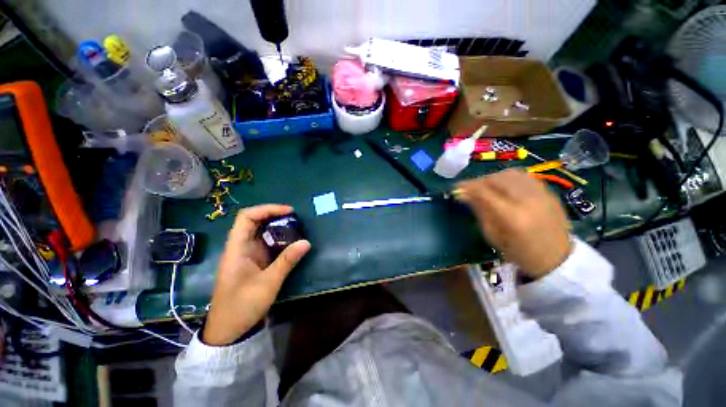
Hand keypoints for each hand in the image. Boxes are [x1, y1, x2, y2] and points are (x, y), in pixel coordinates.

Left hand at [203, 205, 310, 345]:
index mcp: (237, 248)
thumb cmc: (242, 306)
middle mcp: (240, 247)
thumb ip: (287, 261)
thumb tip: (306, 242)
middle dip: (274, 215)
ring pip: (261, 232)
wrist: (228, 329)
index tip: (288, 211)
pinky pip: (266, 243)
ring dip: (277, 227)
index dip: (267, 209)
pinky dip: (279, 238)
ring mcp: (247, 254)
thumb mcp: (268, 283)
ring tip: (296, 227)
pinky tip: (291, 242)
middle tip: (295, 218)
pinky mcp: (253, 261)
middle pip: (254, 221)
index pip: (247, 217)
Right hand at [457, 169, 571, 278]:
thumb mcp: (493, 236)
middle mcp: (527, 200)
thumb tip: (463, 194)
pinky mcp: (548, 191)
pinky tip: (504, 186)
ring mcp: (541, 194)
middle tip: (470, 189)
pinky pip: (524, 176)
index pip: (484, 192)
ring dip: (493, 177)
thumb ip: (479, 211)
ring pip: (510, 173)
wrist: (558, 257)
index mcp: (512, 217)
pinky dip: (508, 177)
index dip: (467, 187)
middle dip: (478, 181)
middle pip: (496, 179)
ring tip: (486, 187)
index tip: (456, 188)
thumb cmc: (520, 253)